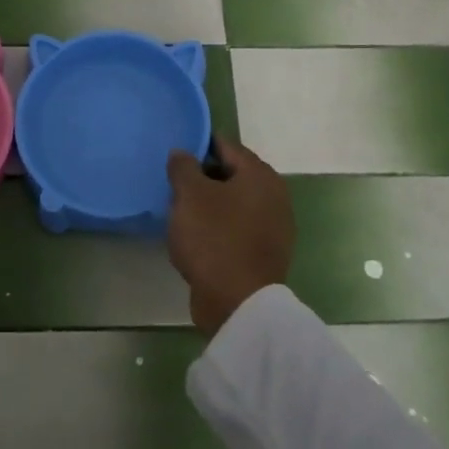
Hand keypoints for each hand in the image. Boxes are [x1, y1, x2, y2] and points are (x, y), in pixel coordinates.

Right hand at [166, 136, 294, 337]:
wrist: (238, 303)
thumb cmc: (214, 238)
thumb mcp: (190, 195)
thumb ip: (183, 167)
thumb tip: (182, 153)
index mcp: (260, 175)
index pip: (226, 145)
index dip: (198, 145)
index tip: (175, 154)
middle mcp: (274, 196)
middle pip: (231, 174)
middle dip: (203, 176)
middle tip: (173, 183)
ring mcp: (273, 227)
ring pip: (233, 203)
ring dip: (209, 204)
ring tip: (180, 209)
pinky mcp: (264, 253)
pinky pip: (236, 228)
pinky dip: (217, 226)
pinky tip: (195, 236)